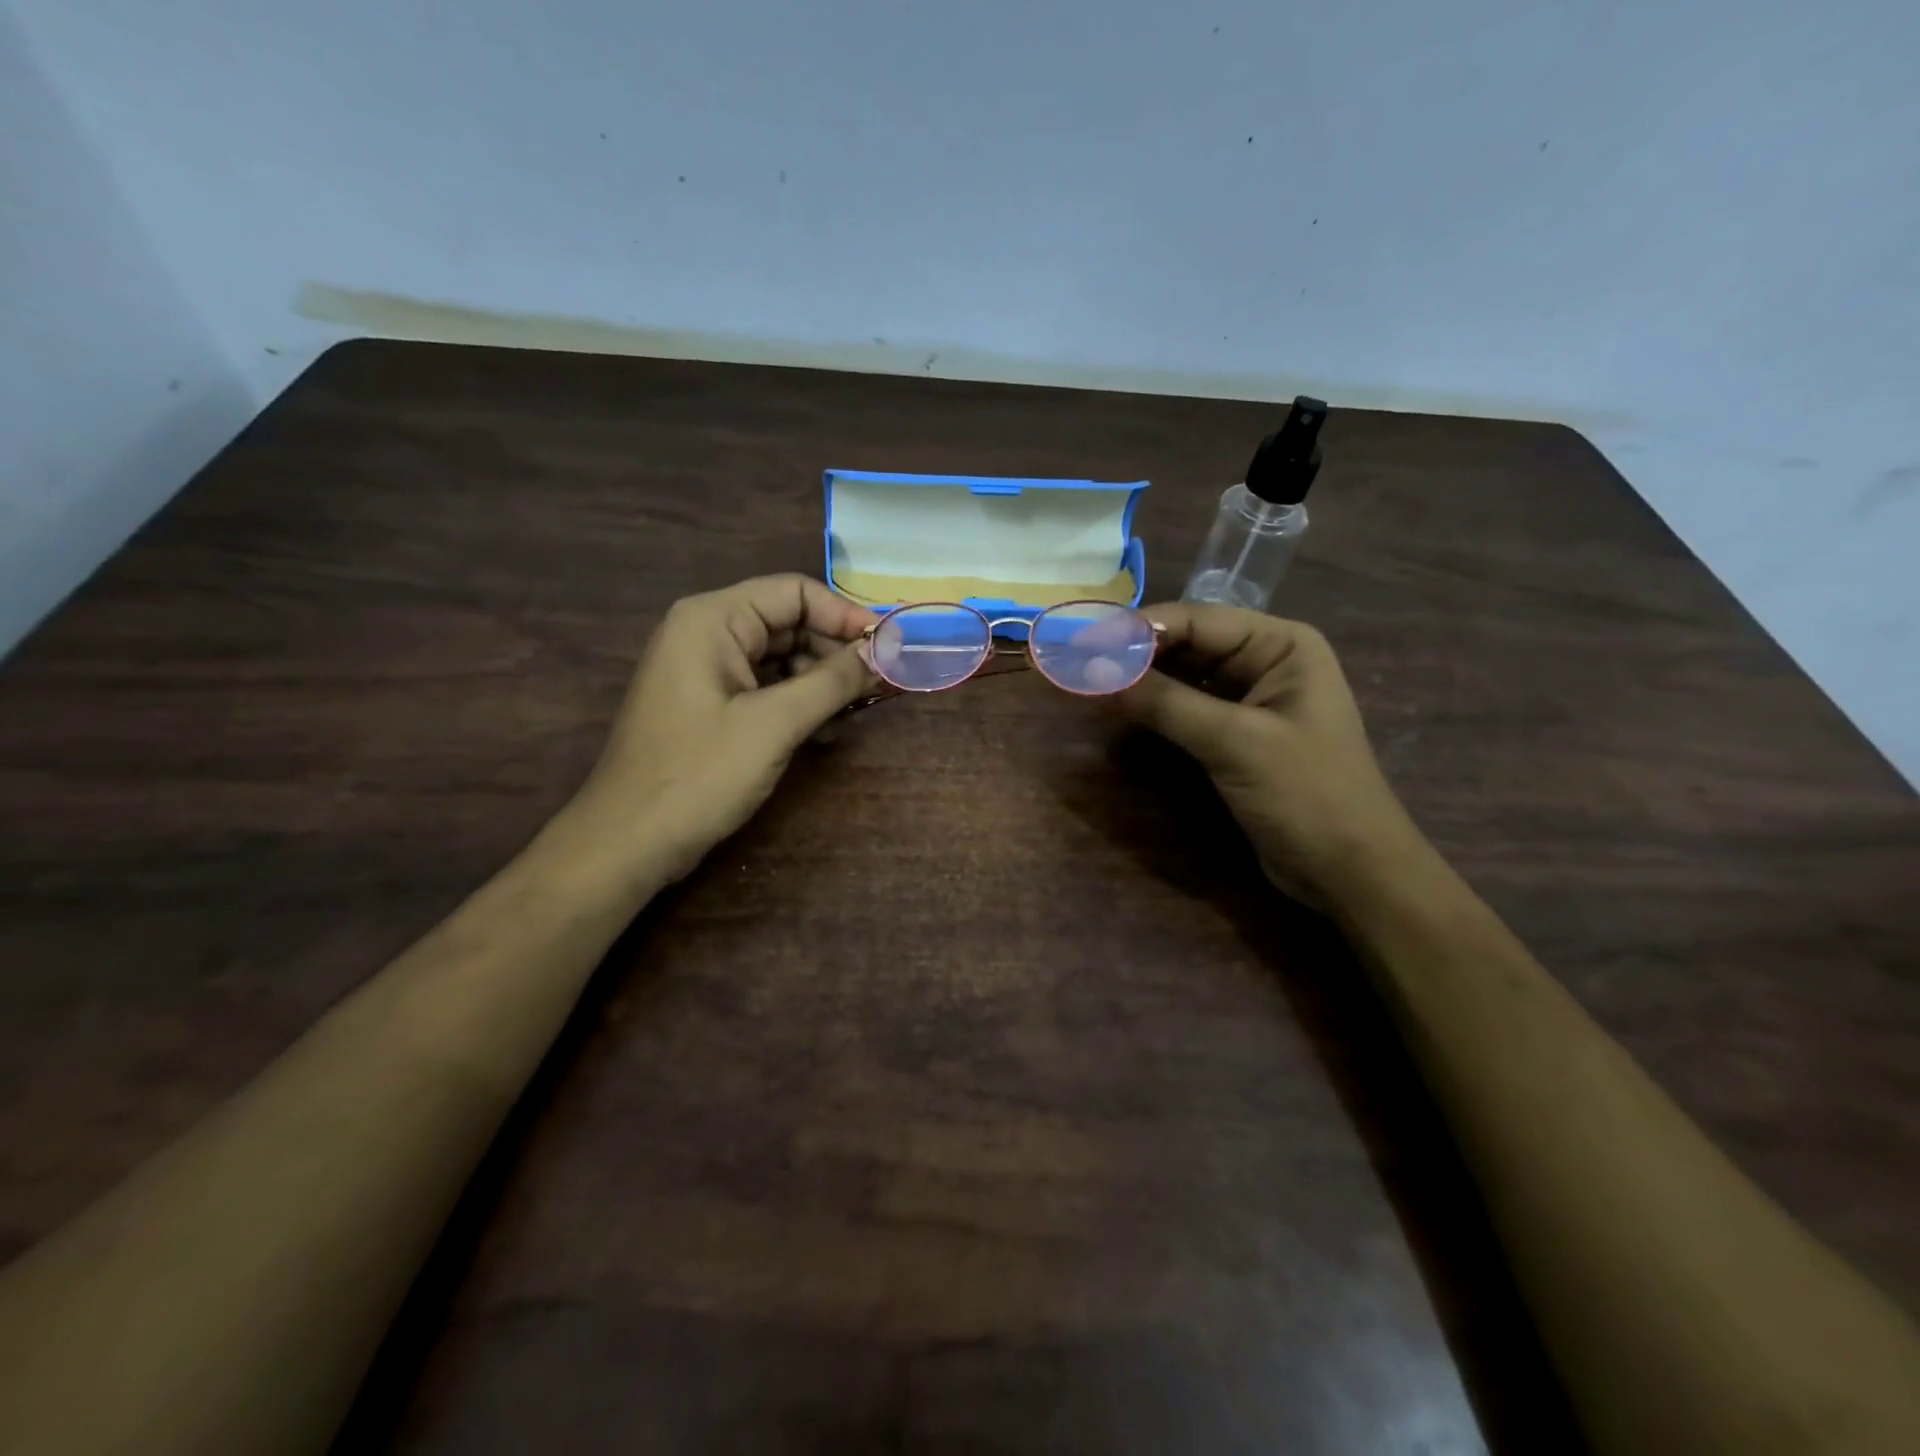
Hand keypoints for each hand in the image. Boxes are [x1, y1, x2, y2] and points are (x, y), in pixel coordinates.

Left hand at [569, 575, 877, 882]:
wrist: (629, 843)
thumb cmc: (699, 775)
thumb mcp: (774, 724)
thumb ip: (833, 681)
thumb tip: (885, 650)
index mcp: (713, 620)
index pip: (794, 592)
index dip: (845, 616)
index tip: (889, 648)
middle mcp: (708, 634)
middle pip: (790, 623)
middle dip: (836, 652)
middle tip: (880, 686)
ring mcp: (707, 672)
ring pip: (782, 658)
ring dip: (822, 682)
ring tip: (856, 713)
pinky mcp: (712, 706)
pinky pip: (766, 688)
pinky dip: (799, 703)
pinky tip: (825, 731)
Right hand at [1109, 604, 1423, 908]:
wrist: (1349, 870)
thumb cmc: (1306, 794)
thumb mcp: (1234, 742)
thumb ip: (1165, 703)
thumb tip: (1093, 673)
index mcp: (1281, 645)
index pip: (1196, 620)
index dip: (1137, 629)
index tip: (1081, 641)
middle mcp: (1264, 661)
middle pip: (1185, 643)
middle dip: (1133, 653)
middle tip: (1075, 663)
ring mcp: (1248, 699)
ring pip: (1180, 675)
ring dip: (1137, 680)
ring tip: (1085, 681)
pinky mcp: (1234, 734)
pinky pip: (1184, 707)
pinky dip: (1151, 707)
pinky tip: (1116, 707)